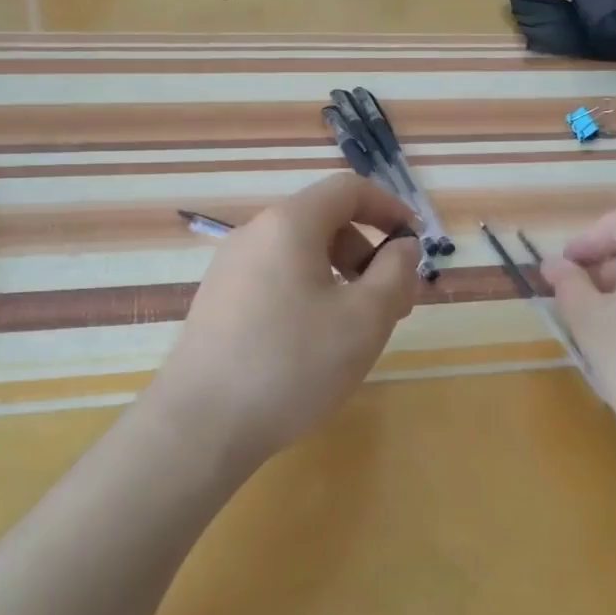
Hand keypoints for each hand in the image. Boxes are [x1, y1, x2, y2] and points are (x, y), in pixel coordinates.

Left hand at [145, 175, 422, 465]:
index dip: (389, 207)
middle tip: (393, 304)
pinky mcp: (219, 301)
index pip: (347, 189)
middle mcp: (254, 234)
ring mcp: (230, 267)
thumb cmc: (292, 364)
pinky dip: (310, 293)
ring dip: (341, 277)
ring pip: (301, 254)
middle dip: (367, 254)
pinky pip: (277, 278)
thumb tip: (403, 245)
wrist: (201, 425)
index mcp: (289, 224)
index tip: (415, 243)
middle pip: (325, 222)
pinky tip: (315, 342)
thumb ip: (395, 272)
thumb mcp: (364, 319)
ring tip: (358, 329)